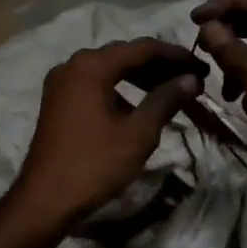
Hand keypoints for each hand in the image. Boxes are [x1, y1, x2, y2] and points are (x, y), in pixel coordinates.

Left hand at [7, 37, 205, 232]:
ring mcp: (61, 82)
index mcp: (91, 65)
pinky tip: (139, 106)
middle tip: (191, 79)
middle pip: (124, 55)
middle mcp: (73, 64)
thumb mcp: (138, 133)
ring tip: (171, 91)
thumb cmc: (94, 164)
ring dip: (140, 77)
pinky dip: (120, 89)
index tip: (202, 66)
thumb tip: (190, 79)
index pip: (143, 48)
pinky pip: (95, 84)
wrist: (44, 199)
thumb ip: (165, 100)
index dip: (176, 55)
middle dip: (159, 65)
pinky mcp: (57, 101)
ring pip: (109, 69)